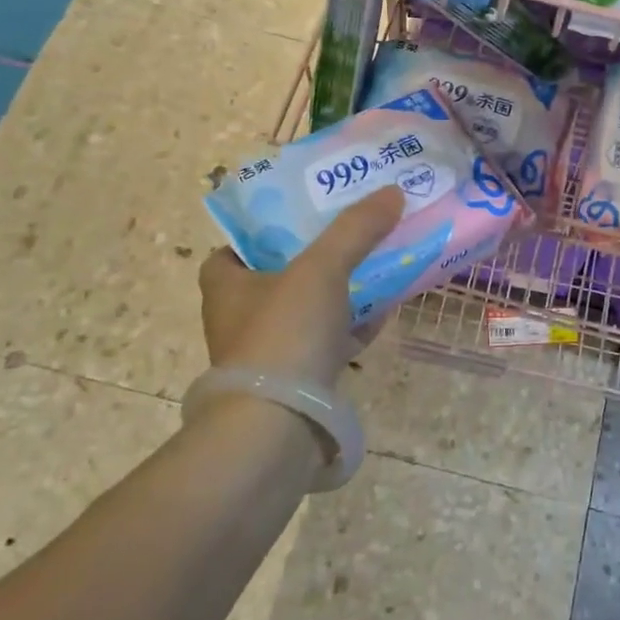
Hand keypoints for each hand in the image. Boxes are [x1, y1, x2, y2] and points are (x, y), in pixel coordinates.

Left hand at [197, 186, 404, 386]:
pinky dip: (354, 326)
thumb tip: (392, 192)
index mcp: (227, 284)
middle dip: (318, 256)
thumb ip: (355, 229)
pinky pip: (329, 342)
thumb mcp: (321, 268)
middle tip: (354, 232)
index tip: (305, 216)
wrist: (278, 427)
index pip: (237, 246)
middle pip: (281, 275)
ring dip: (342, 290)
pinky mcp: (297, 382)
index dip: (267, 229)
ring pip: (309, 310)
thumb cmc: (284, 334)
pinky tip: (387, 309)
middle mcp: (241, 317)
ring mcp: (269, 353)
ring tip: (379, 263)